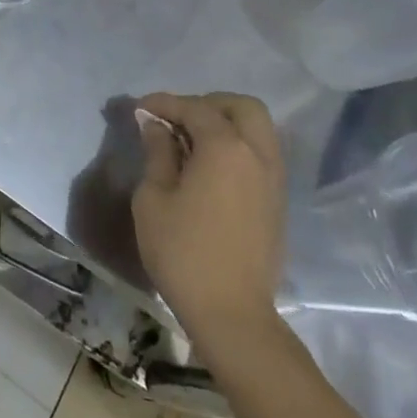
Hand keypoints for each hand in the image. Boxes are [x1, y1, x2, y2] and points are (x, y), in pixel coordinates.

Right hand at [132, 92, 286, 359]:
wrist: (232, 314)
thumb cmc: (183, 251)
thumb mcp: (153, 197)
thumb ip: (157, 152)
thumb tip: (154, 124)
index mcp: (226, 148)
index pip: (195, 108)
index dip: (164, 103)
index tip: (139, 108)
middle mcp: (257, 155)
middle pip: (241, 107)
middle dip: (208, 104)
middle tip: (177, 119)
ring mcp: (273, 180)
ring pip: (258, 130)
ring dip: (226, 124)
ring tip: (191, 142)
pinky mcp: (277, 203)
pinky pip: (260, 155)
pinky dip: (237, 147)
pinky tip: (209, 167)